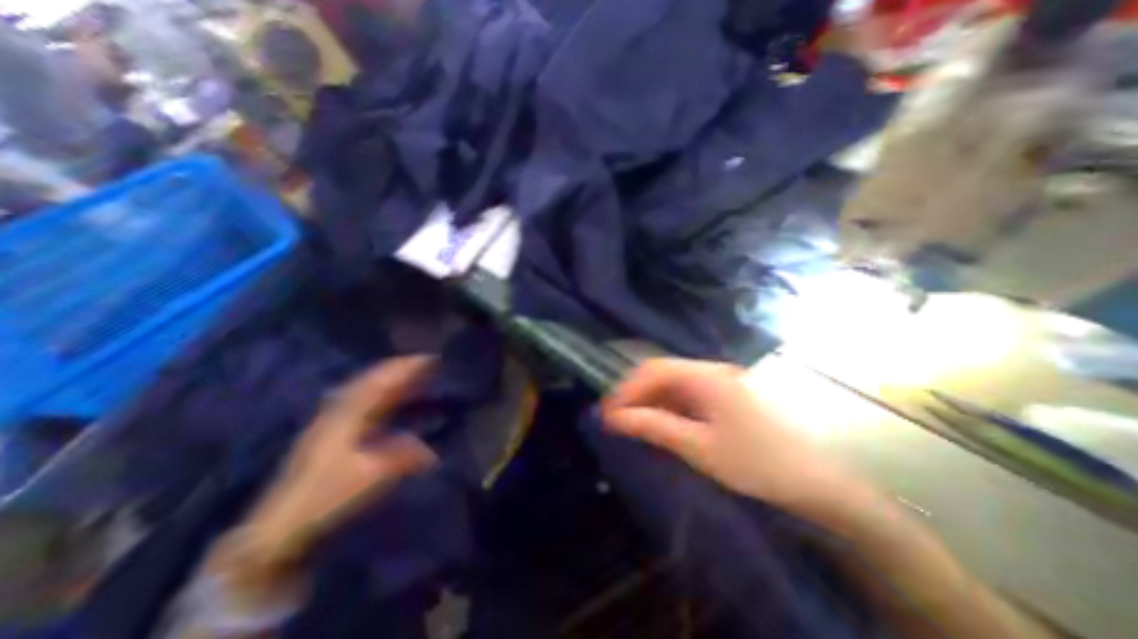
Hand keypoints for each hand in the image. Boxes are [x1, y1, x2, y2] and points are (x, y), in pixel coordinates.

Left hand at [242, 358, 436, 566]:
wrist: (278, 526)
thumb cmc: (326, 495)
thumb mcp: (371, 476)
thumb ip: (404, 456)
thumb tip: (430, 451)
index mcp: (348, 415)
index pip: (381, 382)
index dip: (405, 368)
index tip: (429, 358)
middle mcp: (338, 411)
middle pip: (371, 380)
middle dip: (398, 368)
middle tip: (424, 362)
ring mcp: (330, 420)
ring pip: (364, 389)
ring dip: (389, 378)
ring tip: (410, 374)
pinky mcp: (329, 432)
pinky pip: (360, 401)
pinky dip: (379, 392)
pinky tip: (387, 397)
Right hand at [604, 360, 863, 514]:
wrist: (816, 484)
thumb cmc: (756, 463)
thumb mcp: (699, 447)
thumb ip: (655, 427)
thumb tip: (616, 418)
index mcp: (705, 376)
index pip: (653, 370)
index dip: (626, 389)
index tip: (607, 413)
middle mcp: (710, 370)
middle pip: (661, 372)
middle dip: (635, 393)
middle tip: (616, 419)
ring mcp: (719, 381)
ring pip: (672, 382)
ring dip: (650, 399)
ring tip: (632, 422)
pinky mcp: (725, 395)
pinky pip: (686, 393)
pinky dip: (667, 405)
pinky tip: (660, 422)